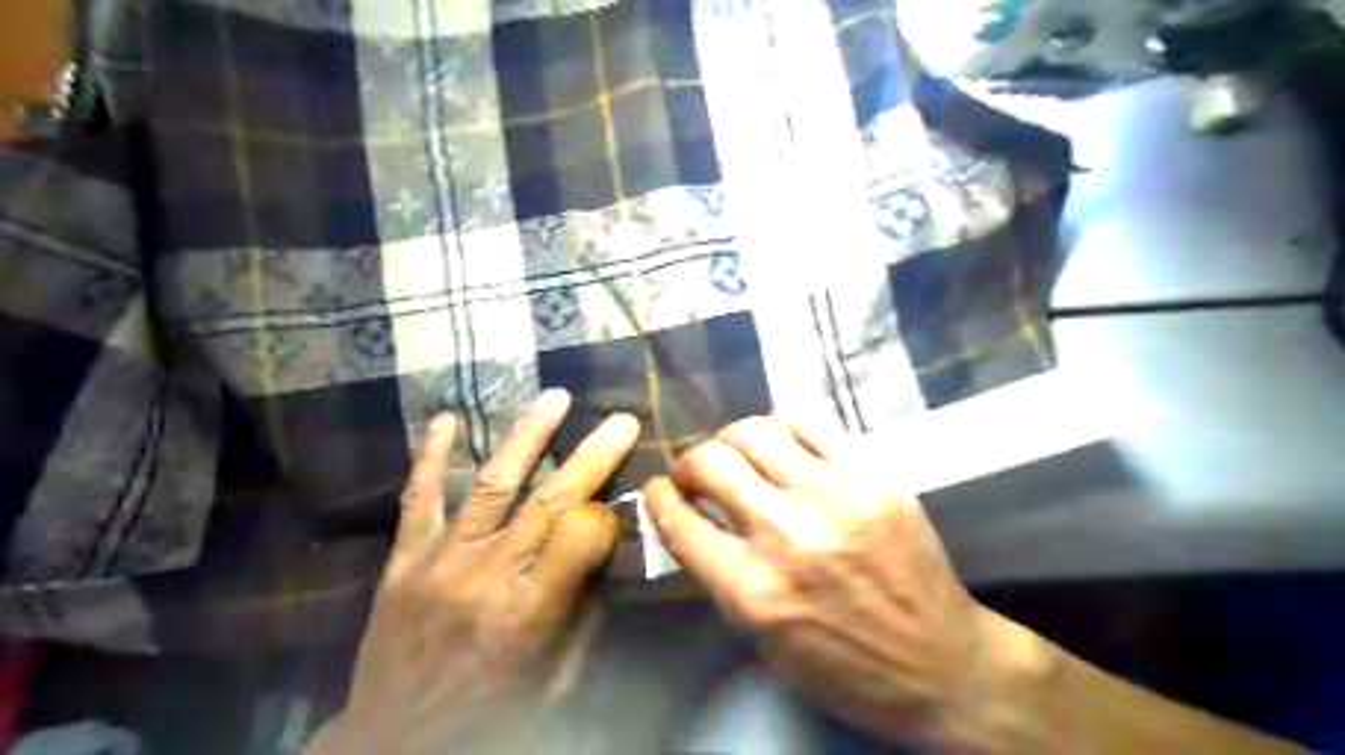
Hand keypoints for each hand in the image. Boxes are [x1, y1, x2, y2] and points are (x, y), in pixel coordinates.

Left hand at [308, 393, 639, 752]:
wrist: (390, 743)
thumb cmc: (486, 713)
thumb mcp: (551, 681)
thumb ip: (582, 617)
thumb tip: (605, 557)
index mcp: (528, 614)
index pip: (578, 541)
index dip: (606, 510)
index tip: (626, 488)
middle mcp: (487, 577)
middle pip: (548, 504)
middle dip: (591, 457)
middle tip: (620, 420)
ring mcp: (441, 561)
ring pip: (491, 485)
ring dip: (527, 437)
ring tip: (555, 398)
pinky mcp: (404, 559)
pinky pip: (418, 498)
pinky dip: (432, 456)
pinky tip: (446, 419)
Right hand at [641, 415, 1031, 753]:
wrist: (942, 665)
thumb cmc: (845, 668)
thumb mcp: (761, 641)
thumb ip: (721, 576)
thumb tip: (693, 518)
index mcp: (751, 590)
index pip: (679, 520)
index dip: (658, 497)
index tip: (659, 490)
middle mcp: (786, 534)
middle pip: (711, 462)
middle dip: (689, 464)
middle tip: (697, 475)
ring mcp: (833, 496)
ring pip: (755, 431)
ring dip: (732, 440)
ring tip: (739, 456)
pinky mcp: (873, 474)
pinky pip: (810, 421)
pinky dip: (782, 427)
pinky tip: (783, 443)